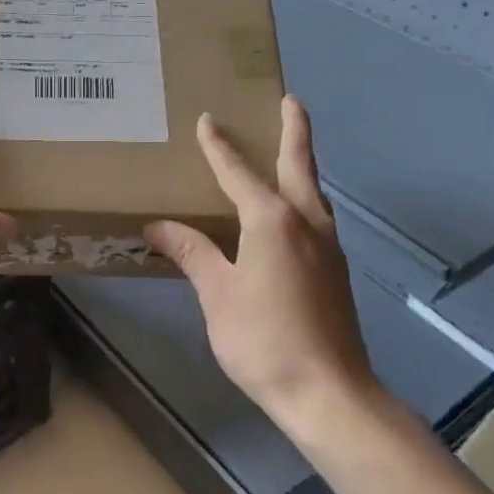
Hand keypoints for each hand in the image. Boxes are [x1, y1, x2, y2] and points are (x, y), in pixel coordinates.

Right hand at [146, 97, 383, 435]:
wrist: (328, 392)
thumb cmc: (264, 340)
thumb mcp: (218, 295)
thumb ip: (192, 254)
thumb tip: (158, 226)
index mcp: (272, 221)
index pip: (239, 172)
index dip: (220, 146)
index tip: (208, 121)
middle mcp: (306, 222)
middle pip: (299, 165)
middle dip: (294, 131)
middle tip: (290, 101)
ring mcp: (328, 247)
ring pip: (313, 192)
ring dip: (302, 165)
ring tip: (289, 151)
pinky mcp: (335, 271)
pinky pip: (317, 218)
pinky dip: (303, 199)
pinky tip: (291, 215)